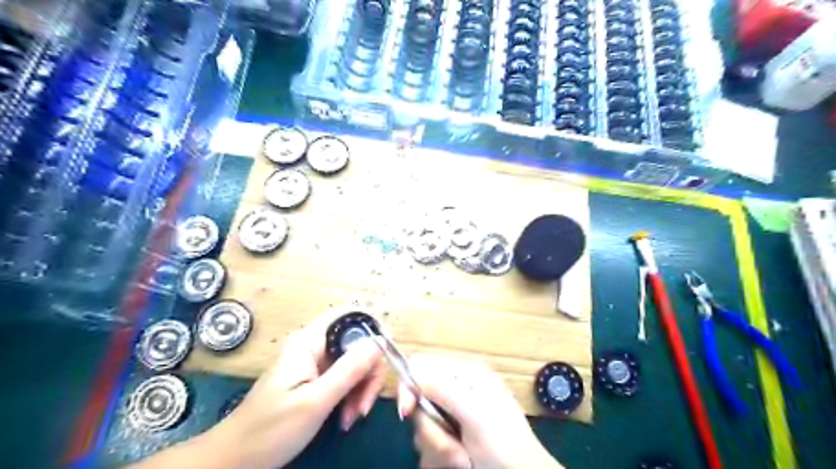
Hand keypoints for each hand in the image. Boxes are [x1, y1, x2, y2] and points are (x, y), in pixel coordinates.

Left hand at [204, 311, 387, 467]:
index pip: (349, 316)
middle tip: (363, 404)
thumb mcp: (315, 401)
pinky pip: (346, 380)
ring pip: (356, 363)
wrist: (234, 462)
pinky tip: (345, 418)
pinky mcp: (318, 381)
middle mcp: (316, 347)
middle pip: (358, 343)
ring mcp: (317, 364)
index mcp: (310, 341)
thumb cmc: (270, 430)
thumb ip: (349, 369)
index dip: (372, 328)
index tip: (386, 355)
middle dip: (368, 372)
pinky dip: (352, 397)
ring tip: (352, 417)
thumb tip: (380, 341)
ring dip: (361, 389)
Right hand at [396, 356, 559, 467]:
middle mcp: (456, 390)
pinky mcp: (452, 437)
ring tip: (463, 460)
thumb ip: (441, 388)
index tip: (407, 412)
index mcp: (463, 373)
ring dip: (438, 449)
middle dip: (431, 431)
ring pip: (422, 427)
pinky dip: (439, 458)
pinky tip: (460, 464)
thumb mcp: (474, 414)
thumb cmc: (504, 444)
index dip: (408, 386)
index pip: (421, 365)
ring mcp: (453, 415)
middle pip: (418, 401)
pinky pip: (429, 445)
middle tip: (454, 448)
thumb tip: (410, 371)